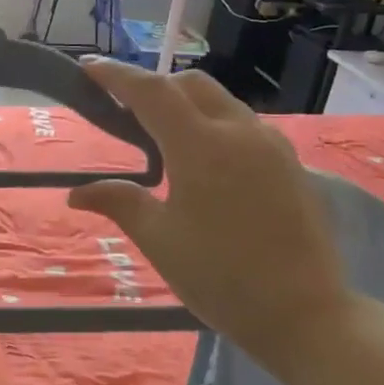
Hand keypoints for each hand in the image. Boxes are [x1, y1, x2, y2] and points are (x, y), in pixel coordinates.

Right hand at [67, 59, 352, 370]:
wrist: (307, 315)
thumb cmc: (222, 278)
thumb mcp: (160, 240)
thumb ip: (119, 203)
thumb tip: (76, 194)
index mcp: (201, 146)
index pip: (152, 92)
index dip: (117, 76)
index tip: (88, 69)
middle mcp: (239, 132)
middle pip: (189, 84)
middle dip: (153, 87)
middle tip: (124, 112)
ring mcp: (271, 145)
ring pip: (220, 100)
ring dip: (185, 104)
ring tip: (160, 137)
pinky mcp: (290, 163)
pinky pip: (242, 123)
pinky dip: (212, 123)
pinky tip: (202, 160)